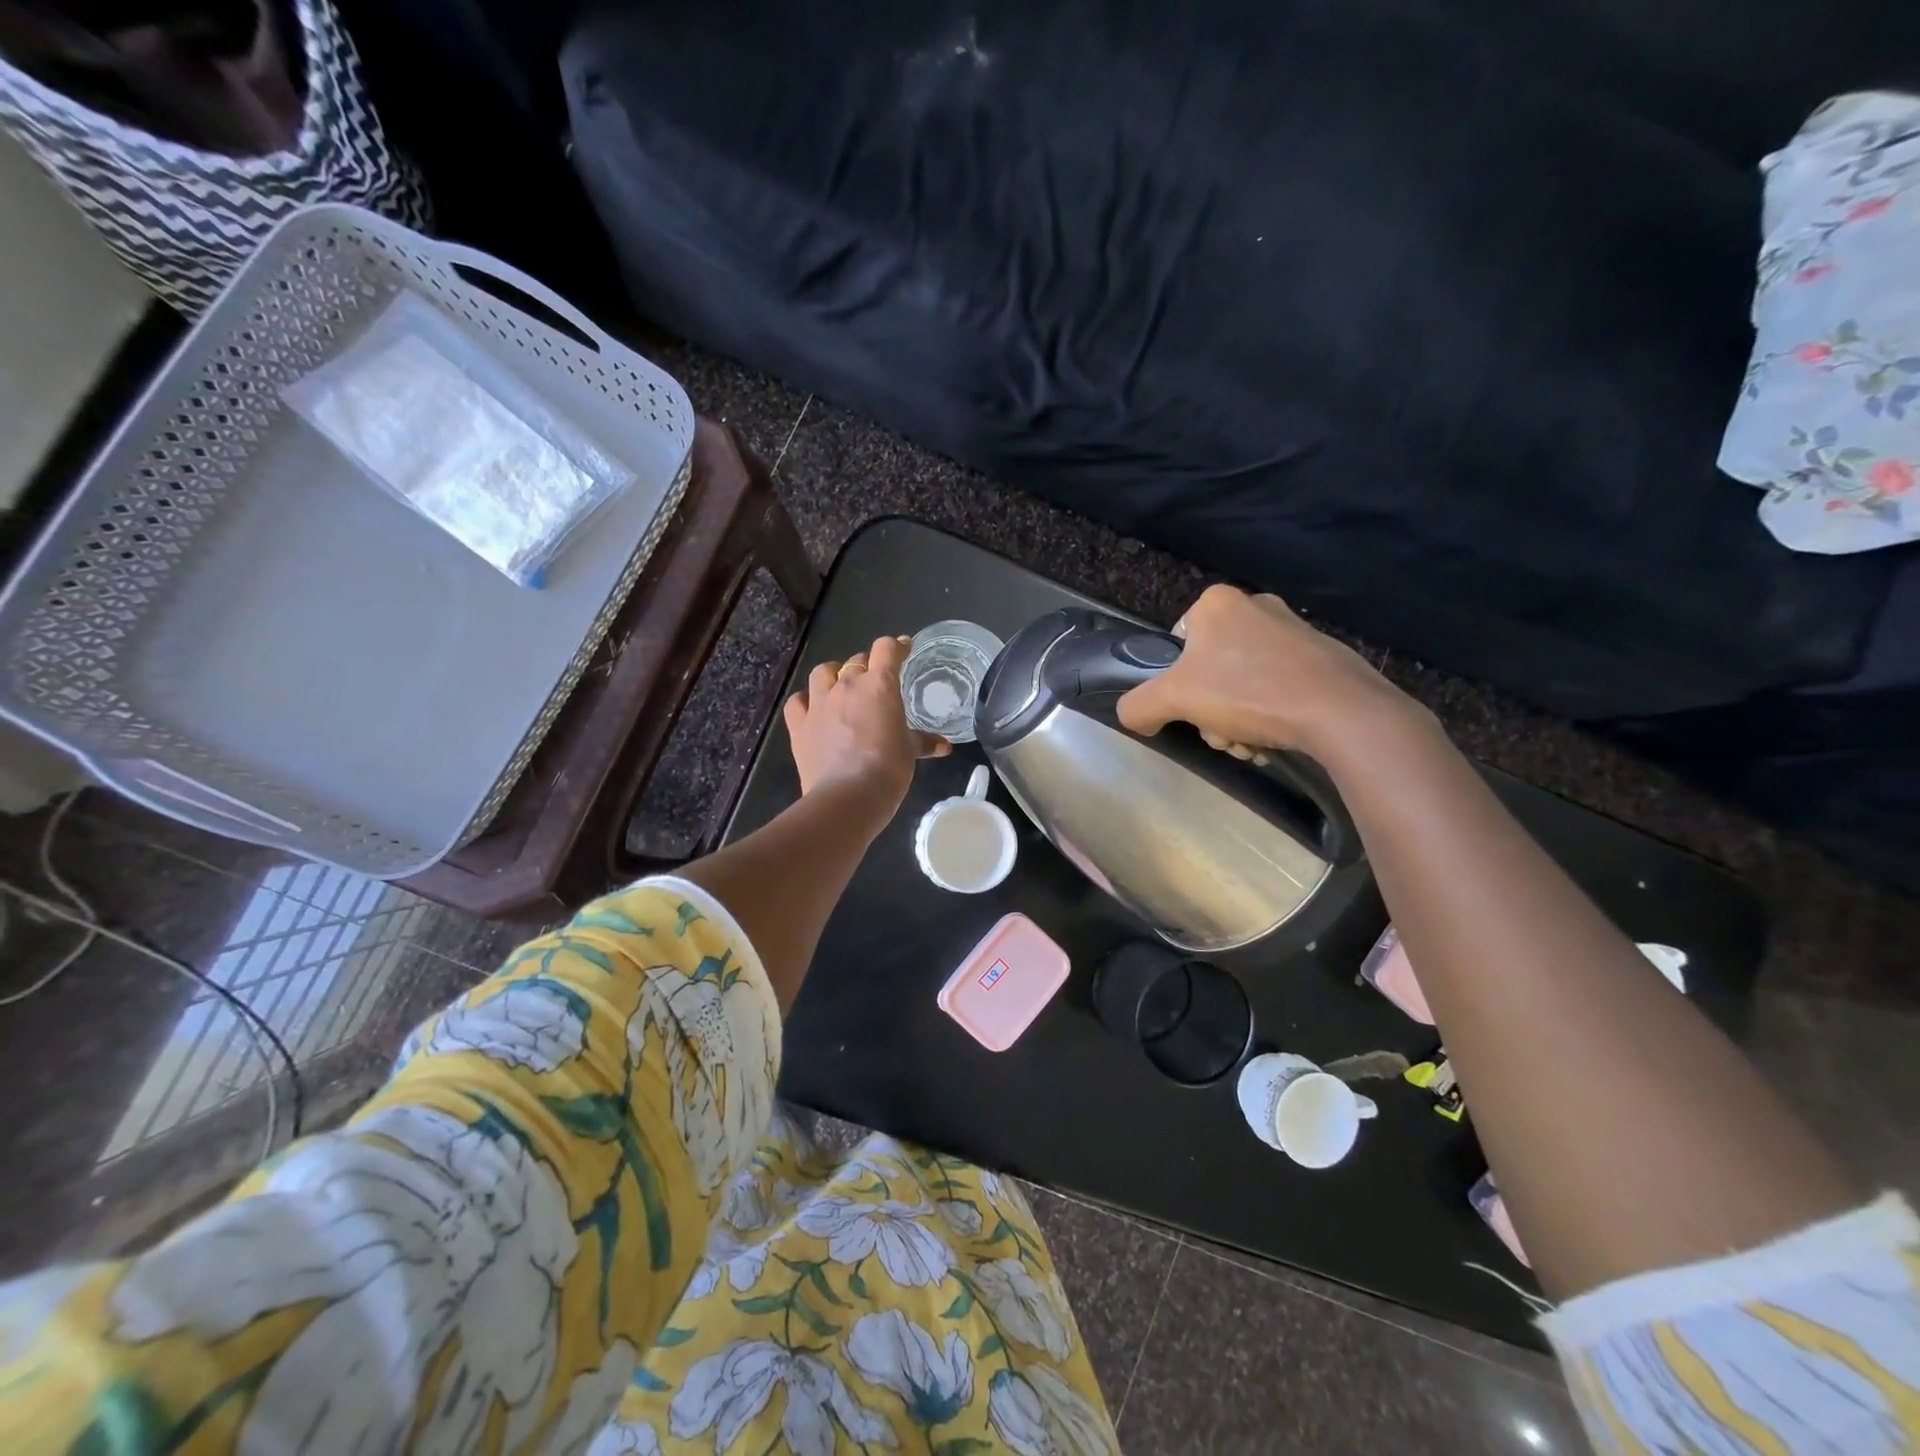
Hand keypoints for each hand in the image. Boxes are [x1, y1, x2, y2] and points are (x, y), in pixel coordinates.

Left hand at [784, 634, 951, 817]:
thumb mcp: (910, 752)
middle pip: (857, 661)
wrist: (848, 796)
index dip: (897, 646)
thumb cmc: (888, 769)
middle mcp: (846, 685)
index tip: (904, 649)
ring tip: (841, 686)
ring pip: (823, 672)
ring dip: (834, 675)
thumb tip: (944, 746)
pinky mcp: (799, 725)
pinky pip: (797, 701)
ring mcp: (819, 703)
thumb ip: (924, 742)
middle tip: (876, 684)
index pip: (887, 649)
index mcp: (879, 685)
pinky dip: (805, 701)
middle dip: (868, 667)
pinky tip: (812, 709)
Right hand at [1117, 585, 1422, 755]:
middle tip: (1223, 736)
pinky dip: (1270, 715)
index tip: (1191, 710)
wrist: (1339, 711)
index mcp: (1218, 603)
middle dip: (1210, 711)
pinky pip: (1278, 687)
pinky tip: (1276, 738)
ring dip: (1237, 720)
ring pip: (1243, 683)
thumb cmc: (1248, 692)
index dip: (1176, 683)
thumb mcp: (1173, 699)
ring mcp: (1294, 631)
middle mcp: (1257, 606)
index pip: (1177, 644)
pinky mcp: (1323, 657)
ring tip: (1251, 744)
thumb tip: (1133, 716)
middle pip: (1210, 669)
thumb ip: (1138, 705)